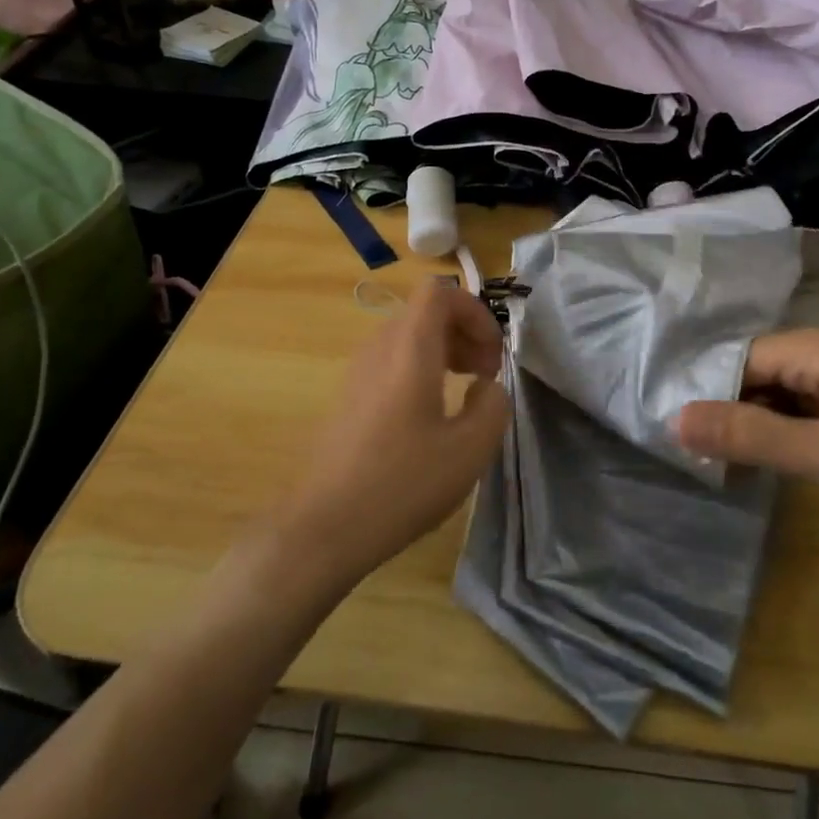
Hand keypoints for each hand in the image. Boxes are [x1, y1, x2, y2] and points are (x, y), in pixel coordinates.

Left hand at [278, 281, 508, 582]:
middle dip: (465, 332)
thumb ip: (494, 405)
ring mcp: (359, 372)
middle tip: (487, 374)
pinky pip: (393, 361)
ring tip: (467, 392)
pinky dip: (423, 369)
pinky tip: (434, 415)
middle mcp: (380, 349)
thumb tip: (486, 386)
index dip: (475, 310)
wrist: (324, 527)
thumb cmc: (402, 484)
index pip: (439, 291)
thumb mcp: (470, 449)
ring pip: (409, 337)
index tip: (493, 352)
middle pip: (426, 312)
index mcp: (409, 349)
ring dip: (445, 351)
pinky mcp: (350, 397)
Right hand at [675, 328, 818, 559]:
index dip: (706, 392)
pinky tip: (760, 467)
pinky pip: (803, 419)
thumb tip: (674, 420)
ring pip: (778, 399)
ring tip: (712, 465)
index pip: (739, 359)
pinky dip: (779, 439)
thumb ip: (754, 437)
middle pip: (756, 376)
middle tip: (689, 455)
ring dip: (751, 427)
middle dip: (725, 410)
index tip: (674, 432)